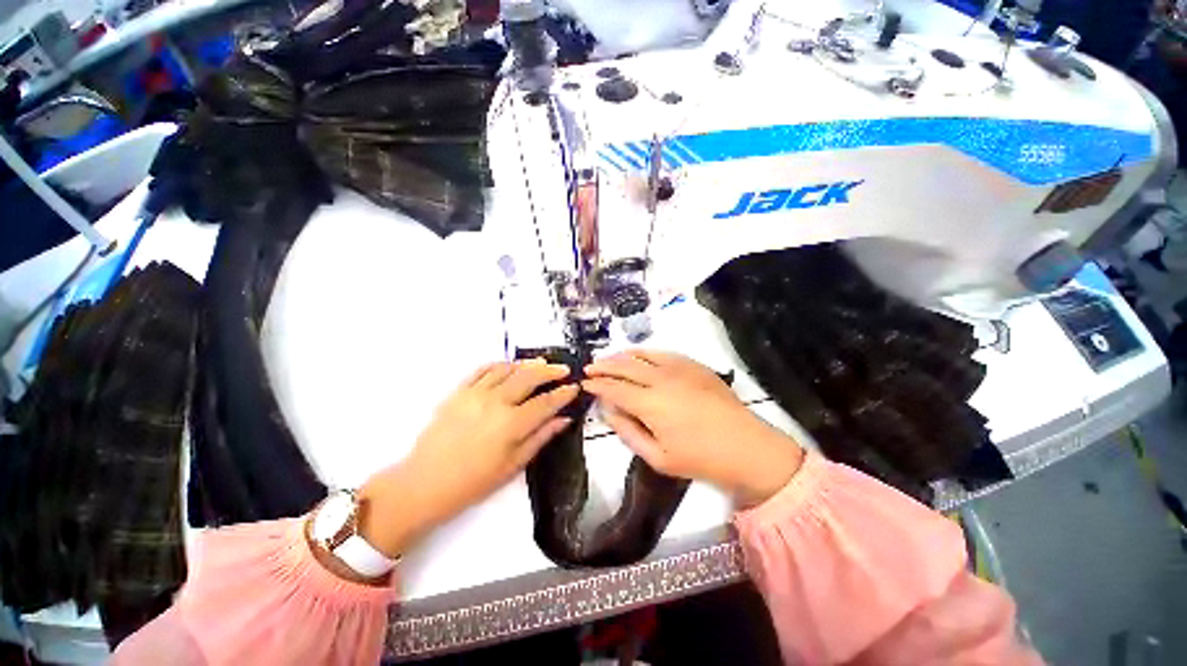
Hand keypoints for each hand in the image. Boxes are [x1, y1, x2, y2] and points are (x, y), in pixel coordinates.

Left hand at [356, 361, 578, 557]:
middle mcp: (496, 402)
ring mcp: (475, 393)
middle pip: (529, 377)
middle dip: (550, 371)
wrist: (424, 484)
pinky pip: (483, 369)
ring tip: (540, 363)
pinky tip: (509, 366)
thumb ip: (541, 437)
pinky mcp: (459, 391)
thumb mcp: (513, 465)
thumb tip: (563, 419)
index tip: (574, 387)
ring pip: (508, 368)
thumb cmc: (473, 482)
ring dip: (527, 364)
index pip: (546, 402)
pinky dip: (500, 364)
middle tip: (562, 369)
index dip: (563, 393)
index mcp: (511, 424)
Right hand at [584, 350, 803, 507]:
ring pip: (642, 355)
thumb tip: (607, 411)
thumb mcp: (657, 456)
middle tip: (590, 367)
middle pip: (624, 366)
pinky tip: (639, 354)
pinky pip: (663, 352)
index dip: (596, 385)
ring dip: (621, 356)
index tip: (584, 383)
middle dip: (603, 366)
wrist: (746, 446)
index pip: (613, 388)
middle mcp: (660, 379)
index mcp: (649, 403)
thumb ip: (627, 431)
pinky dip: (645, 352)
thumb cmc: (699, 458)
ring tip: (609, 358)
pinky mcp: (693, 365)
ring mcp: (679, 368)